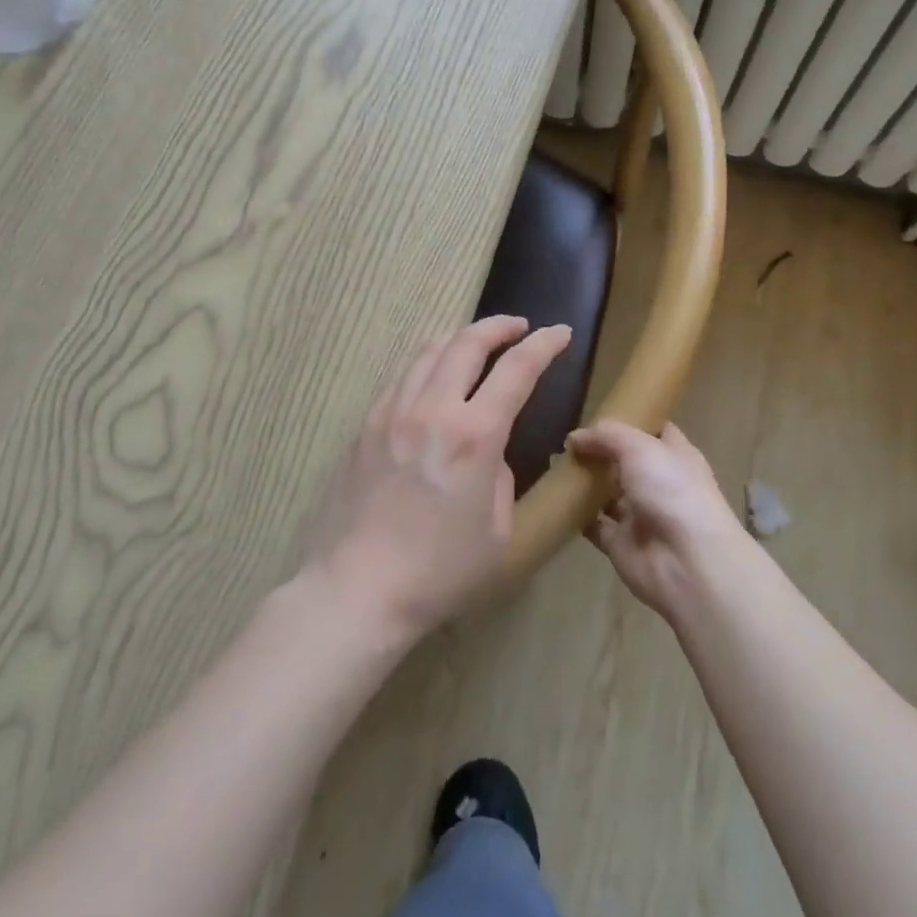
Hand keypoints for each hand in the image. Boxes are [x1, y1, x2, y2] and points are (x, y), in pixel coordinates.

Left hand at [305, 315, 571, 641]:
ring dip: (458, 339)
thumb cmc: (438, 572)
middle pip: (467, 343)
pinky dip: (425, 366)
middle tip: (517, 327)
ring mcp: (392, 413)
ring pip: (428, 352)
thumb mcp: (497, 532)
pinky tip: (431, 381)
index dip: (543, 345)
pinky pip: (401, 380)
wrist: (356, 589)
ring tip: (474, 343)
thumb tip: (488, 455)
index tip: (559, 332)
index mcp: (474, 435)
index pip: (517, 370)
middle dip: (498, 327)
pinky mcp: (365, 427)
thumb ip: (500, 478)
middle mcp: (432, 409)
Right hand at [567, 420, 753, 623]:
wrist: (687, 562)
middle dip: (600, 452)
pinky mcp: (622, 543)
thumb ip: (605, 436)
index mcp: (675, 456)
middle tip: (567, 441)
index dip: (633, 420)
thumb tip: (575, 438)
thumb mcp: (639, 447)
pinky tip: (557, 501)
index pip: (656, 431)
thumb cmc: (671, 491)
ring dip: (586, 484)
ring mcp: (641, 515)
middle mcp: (660, 484)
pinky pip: (595, 526)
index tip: (601, 411)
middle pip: (626, 462)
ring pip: (608, 494)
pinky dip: (578, 517)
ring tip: (556, 466)